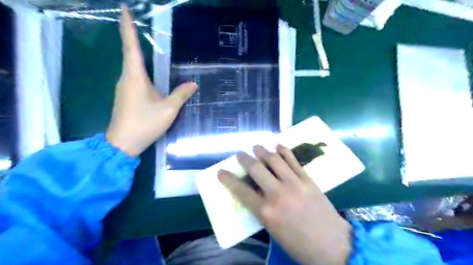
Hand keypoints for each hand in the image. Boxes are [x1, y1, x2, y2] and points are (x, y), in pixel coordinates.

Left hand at [106, 7, 196, 155]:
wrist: (122, 144)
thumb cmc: (145, 124)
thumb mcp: (168, 110)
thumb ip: (180, 94)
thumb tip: (193, 83)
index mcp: (135, 77)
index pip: (130, 46)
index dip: (127, 26)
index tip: (123, 8)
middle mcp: (126, 78)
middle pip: (129, 53)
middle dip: (131, 35)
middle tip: (136, 20)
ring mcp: (124, 87)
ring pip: (132, 66)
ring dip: (137, 53)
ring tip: (144, 42)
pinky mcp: (125, 96)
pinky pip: (134, 77)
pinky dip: (140, 69)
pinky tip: (149, 74)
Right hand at [218, 145, 350, 264]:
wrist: (333, 246)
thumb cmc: (299, 244)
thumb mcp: (273, 231)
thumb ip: (261, 209)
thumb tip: (254, 192)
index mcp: (267, 212)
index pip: (241, 191)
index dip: (228, 179)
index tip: (221, 171)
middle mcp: (278, 193)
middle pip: (256, 169)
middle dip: (245, 159)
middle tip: (240, 154)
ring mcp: (294, 183)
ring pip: (274, 160)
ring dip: (262, 150)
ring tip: (256, 146)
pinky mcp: (308, 179)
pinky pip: (294, 160)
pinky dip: (284, 151)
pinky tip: (278, 146)